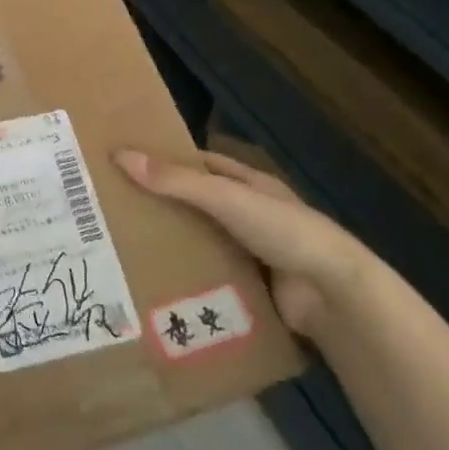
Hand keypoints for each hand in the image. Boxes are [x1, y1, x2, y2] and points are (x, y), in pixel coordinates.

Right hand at [114, 149, 371, 335]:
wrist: (332, 294)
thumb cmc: (282, 230)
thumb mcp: (225, 197)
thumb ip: (175, 180)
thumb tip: (120, 155)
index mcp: (251, 184)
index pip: (204, 164)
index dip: (170, 161)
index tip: (129, 164)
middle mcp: (252, 215)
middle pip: (199, 206)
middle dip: (164, 207)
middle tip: (115, 211)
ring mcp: (254, 253)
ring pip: (203, 244)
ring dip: (173, 247)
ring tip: (123, 250)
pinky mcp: (252, 289)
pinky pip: (211, 279)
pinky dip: (188, 281)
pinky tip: (153, 285)